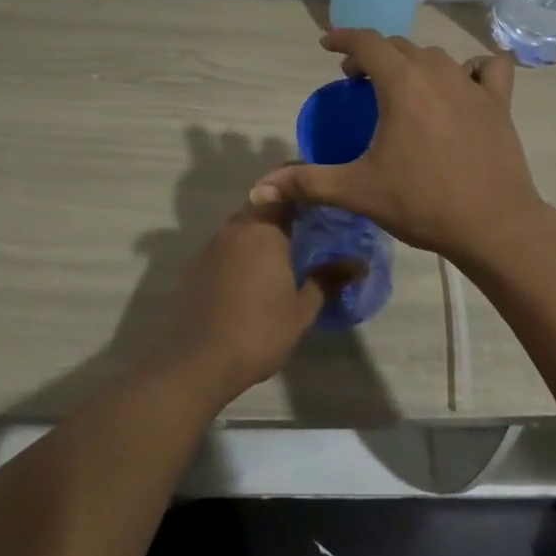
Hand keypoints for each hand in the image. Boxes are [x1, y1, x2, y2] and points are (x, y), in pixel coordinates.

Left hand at [153, 200, 344, 403]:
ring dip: (261, 231)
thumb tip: (358, 264)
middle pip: (263, 205)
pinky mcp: (197, 264)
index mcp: (264, 229)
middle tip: (308, 228)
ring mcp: (213, 244)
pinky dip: (242, 249)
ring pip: (243, 224)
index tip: (322, 202)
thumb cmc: (258, 332)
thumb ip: (328, 281)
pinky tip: (253, 272)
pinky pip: (226, 244)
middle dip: (283, 212)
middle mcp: (236, 227)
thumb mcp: (301, 311)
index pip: (286, 193)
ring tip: (284, 250)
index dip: (304, 194)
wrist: (197, 362)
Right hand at [250, 29, 554, 267]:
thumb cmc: (422, 202)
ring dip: (412, 62)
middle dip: (372, 54)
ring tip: (400, 86)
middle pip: (398, 46)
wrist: (493, 225)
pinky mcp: (499, 101)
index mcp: (401, 82)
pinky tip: (464, 84)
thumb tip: (257, 190)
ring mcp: (472, 84)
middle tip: (357, 80)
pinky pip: (488, 67)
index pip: (366, 41)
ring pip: (435, 56)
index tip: (326, 45)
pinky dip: (473, 67)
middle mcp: (437, 71)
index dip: (342, 38)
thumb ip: (307, 183)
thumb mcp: (358, 191)